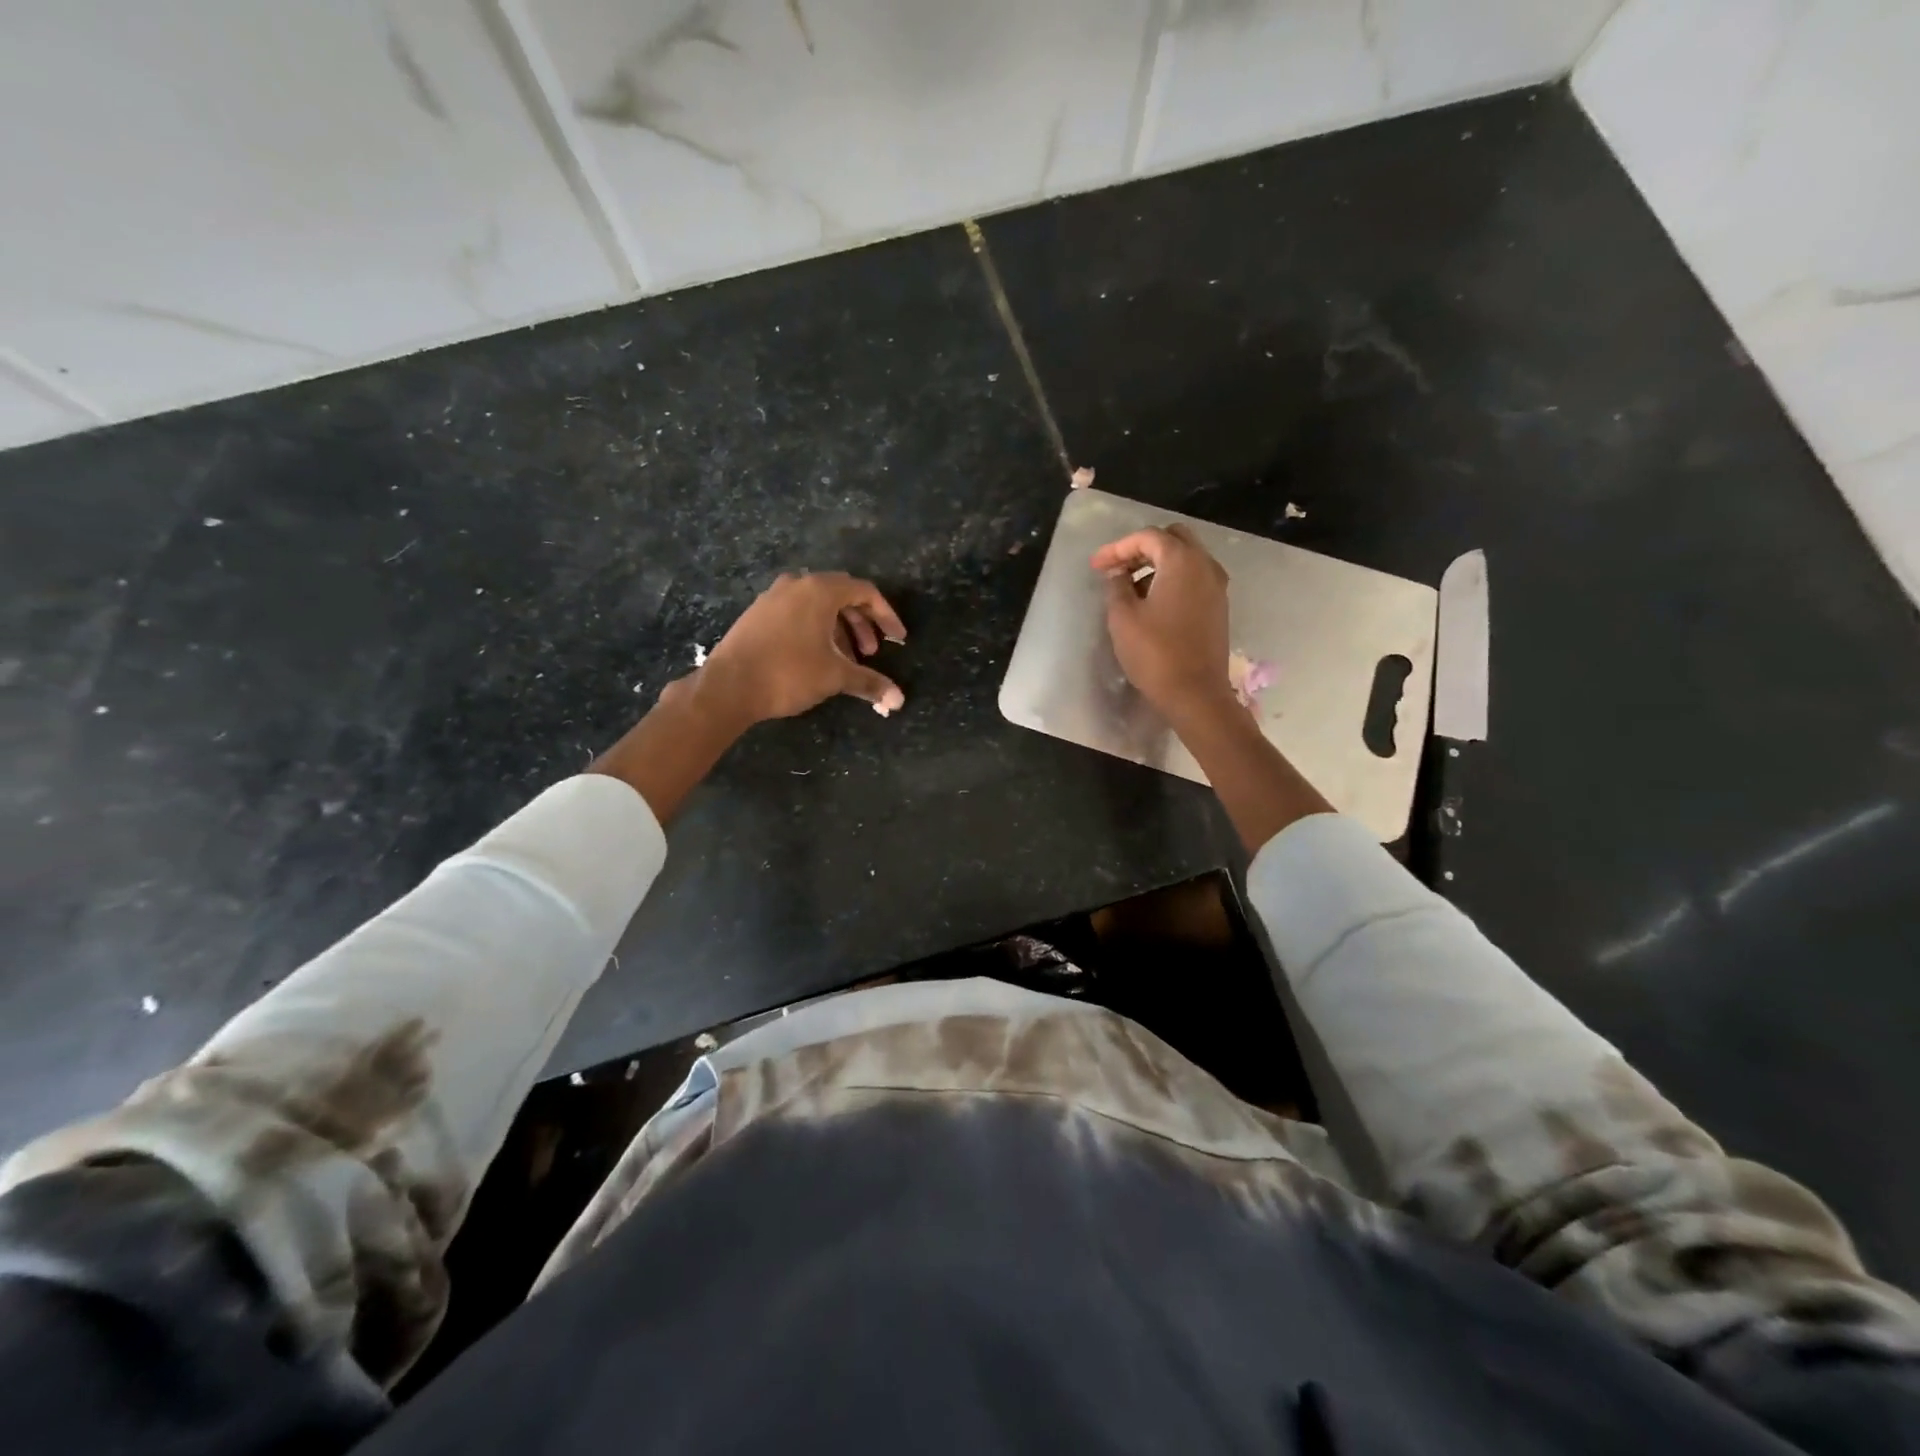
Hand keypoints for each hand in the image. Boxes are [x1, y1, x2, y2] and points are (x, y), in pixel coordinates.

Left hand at [699, 571, 907, 723]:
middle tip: (871, 653)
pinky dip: (816, 630)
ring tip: (846, 661)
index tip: (897, 639)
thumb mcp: (835, 677)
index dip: (886, 616)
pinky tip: (816, 658)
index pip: (865, 592)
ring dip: (839, 629)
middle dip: (862, 623)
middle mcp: (797, 585)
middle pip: (841, 596)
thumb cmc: (788, 673)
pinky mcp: (757, 614)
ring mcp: (773, 598)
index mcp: (820, 590)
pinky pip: (797, 614)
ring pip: (818, 606)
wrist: (728, 686)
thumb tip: (899, 700)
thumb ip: (870, 682)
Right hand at [1091, 525, 1233, 723]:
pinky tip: (1151, 601)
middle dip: (1141, 549)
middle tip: (1117, 568)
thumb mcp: (1123, 618)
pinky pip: (1194, 578)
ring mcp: (1217, 586)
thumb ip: (1117, 587)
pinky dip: (1172, 579)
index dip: (1117, 547)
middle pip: (1172, 539)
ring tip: (1129, 586)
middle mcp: (1205, 565)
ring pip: (1186, 558)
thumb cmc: (1155, 653)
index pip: (1148, 537)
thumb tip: (1118, 573)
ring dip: (1157, 564)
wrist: (1195, 693)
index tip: (1096, 566)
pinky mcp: (1218, 606)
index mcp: (1182, 561)